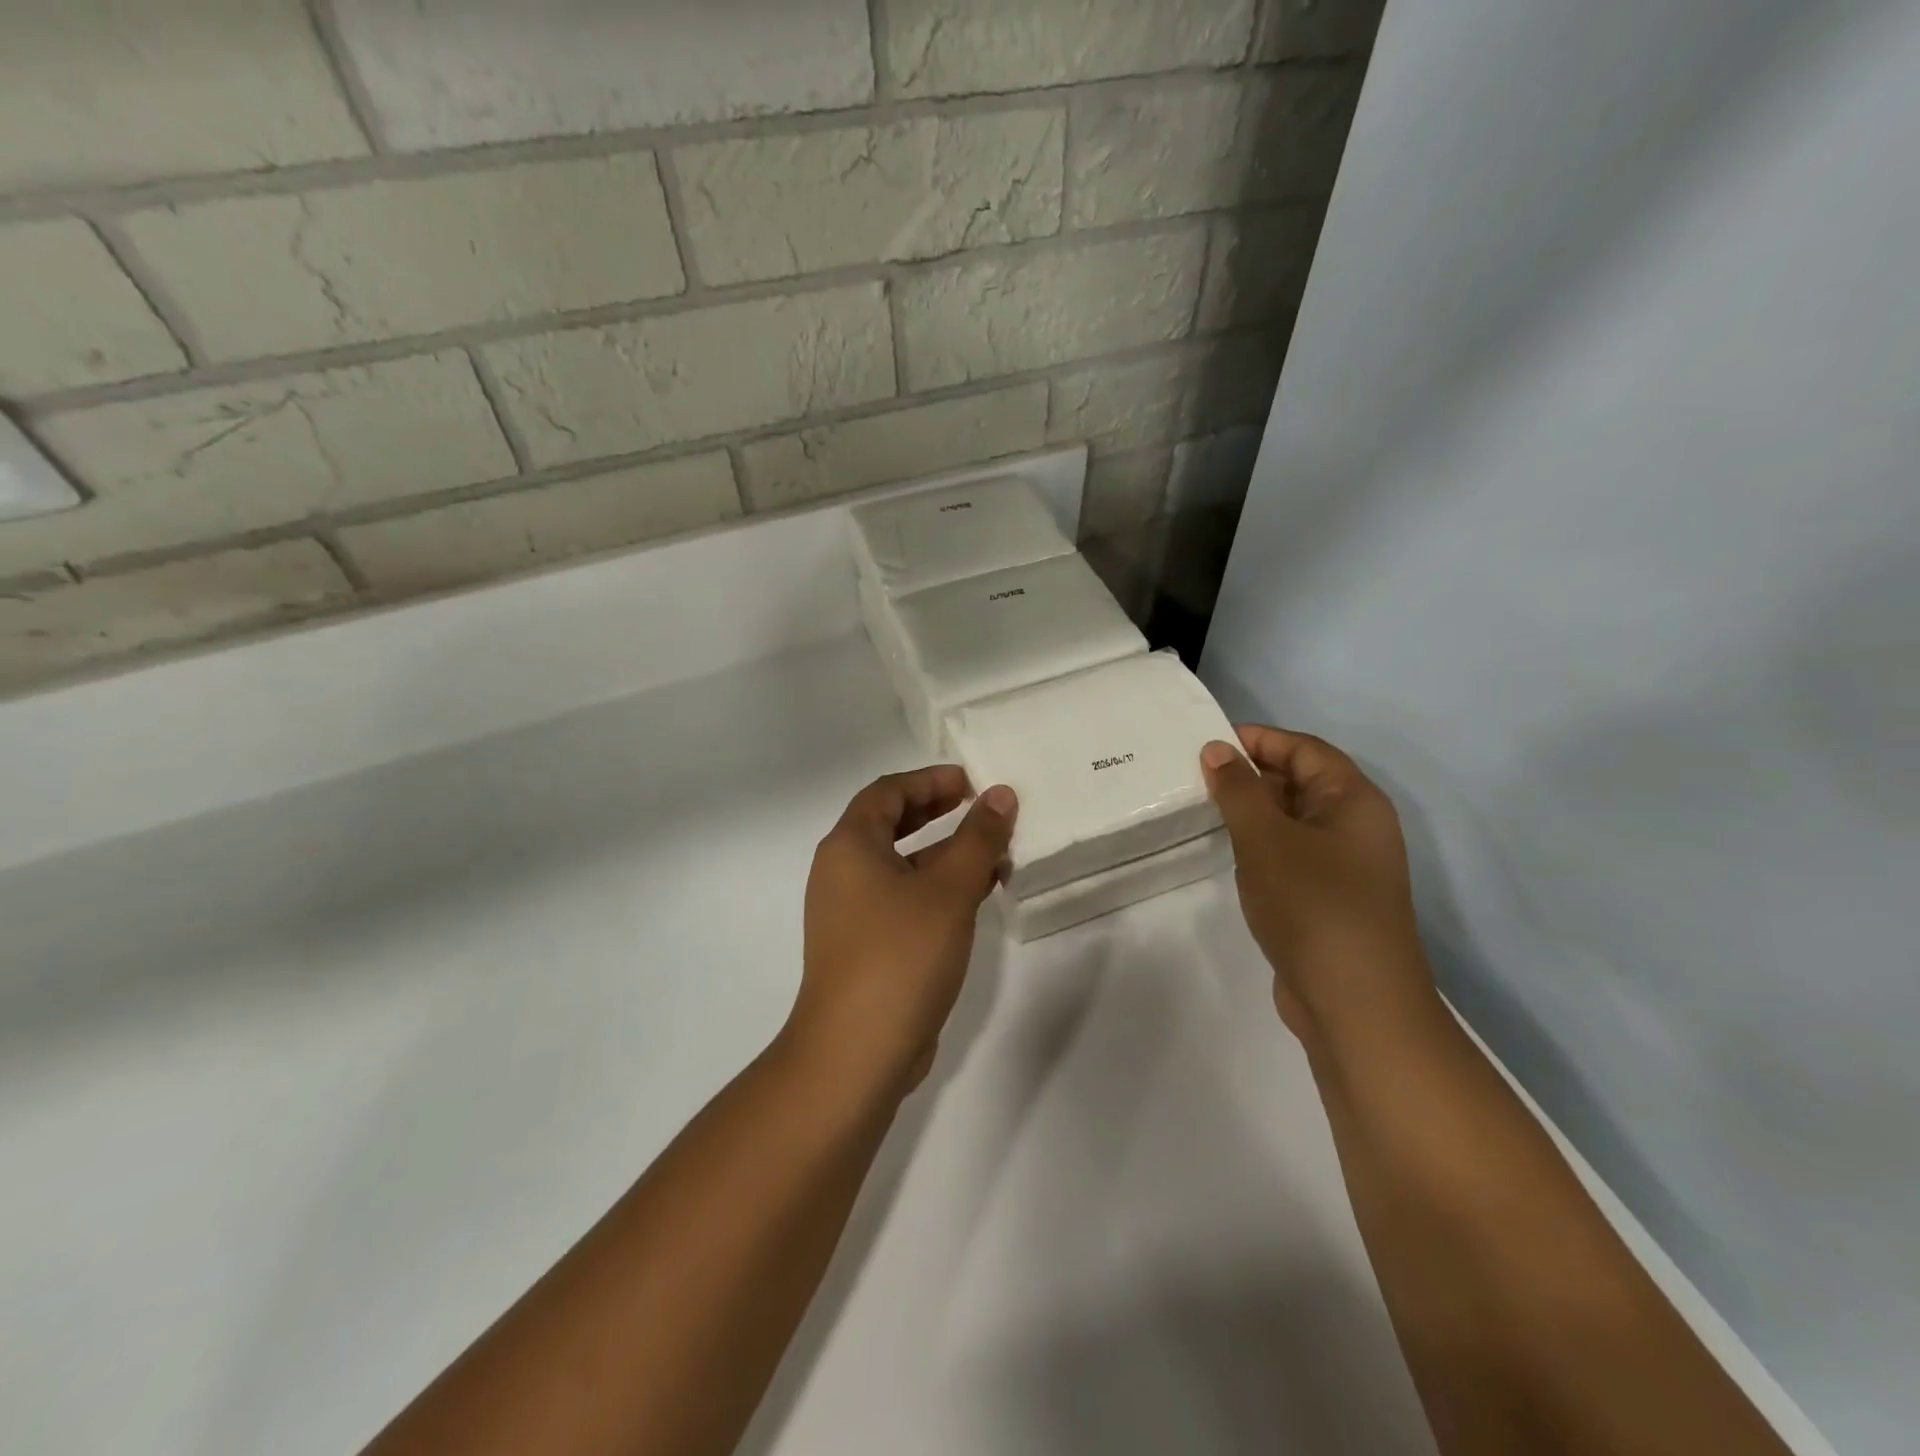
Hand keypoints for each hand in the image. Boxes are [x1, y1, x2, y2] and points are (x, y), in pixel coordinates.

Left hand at [791, 767, 1016, 1098]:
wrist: (857, 1050)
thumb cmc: (900, 954)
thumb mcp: (949, 890)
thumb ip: (978, 838)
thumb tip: (1000, 795)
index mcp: (850, 846)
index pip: (887, 792)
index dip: (929, 780)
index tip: (971, 782)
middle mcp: (842, 872)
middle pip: (890, 825)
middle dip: (937, 812)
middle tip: (979, 807)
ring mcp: (850, 912)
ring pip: (901, 866)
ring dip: (945, 855)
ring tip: (995, 854)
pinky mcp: (865, 945)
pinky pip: (903, 899)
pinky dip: (937, 889)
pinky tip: (978, 896)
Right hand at [1201, 725, 1433, 1039]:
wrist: (1355, 1004)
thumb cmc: (1313, 905)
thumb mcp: (1266, 839)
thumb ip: (1239, 790)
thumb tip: (1217, 750)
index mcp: (1354, 801)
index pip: (1305, 749)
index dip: (1259, 739)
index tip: (1208, 741)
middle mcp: (1356, 827)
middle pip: (1301, 782)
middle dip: (1251, 774)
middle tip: (1195, 774)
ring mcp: (1344, 866)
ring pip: (1293, 821)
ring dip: (1252, 811)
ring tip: (1202, 808)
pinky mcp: (1327, 899)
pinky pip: (1290, 854)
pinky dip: (1259, 845)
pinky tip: (1228, 853)